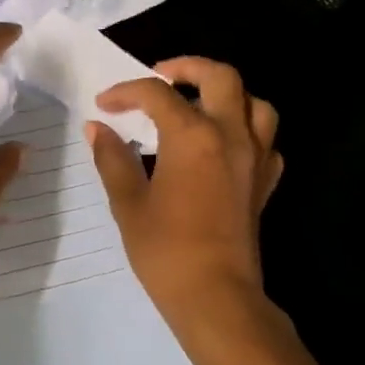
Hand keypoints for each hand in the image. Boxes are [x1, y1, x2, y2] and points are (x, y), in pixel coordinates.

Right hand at [89, 57, 284, 327]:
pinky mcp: (265, 182)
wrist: (216, 296)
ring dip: (227, 95)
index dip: (127, 92)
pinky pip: (266, 140)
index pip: (157, 94)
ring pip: (255, 103)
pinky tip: (224, 146)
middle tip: (160, 78)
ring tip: (199, 105)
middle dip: (188, 68)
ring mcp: (255, 158)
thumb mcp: (128, 203)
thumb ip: (113, 158)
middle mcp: (231, 135)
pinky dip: (247, 131)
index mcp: (193, 136)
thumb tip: (97, 128)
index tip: (104, 105)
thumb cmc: (165, 251)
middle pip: (220, 77)